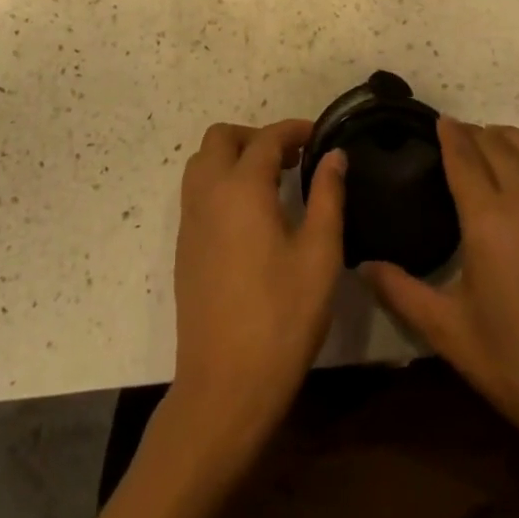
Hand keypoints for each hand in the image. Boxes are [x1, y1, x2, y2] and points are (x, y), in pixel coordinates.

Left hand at [171, 119, 346, 455]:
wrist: (224, 387)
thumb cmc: (281, 318)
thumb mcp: (319, 256)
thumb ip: (327, 196)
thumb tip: (333, 155)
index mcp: (241, 188)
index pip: (266, 138)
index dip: (294, 130)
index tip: (319, 136)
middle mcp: (208, 194)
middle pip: (221, 138)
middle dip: (256, 136)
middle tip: (291, 158)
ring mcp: (190, 221)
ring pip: (202, 163)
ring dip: (234, 157)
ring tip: (272, 182)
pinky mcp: (184, 247)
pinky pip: (197, 192)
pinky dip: (221, 182)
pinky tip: (251, 215)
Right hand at [360, 119, 518, 486]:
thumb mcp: (452, 336)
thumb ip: (402, 293)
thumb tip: (363, 266)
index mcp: (490, 221)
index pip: (464, 156)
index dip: (449, 134)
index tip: (439, 121)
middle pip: (499, 143)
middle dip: (475, 133)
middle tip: (459, 137)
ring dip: (509, 139)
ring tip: (495, 144)